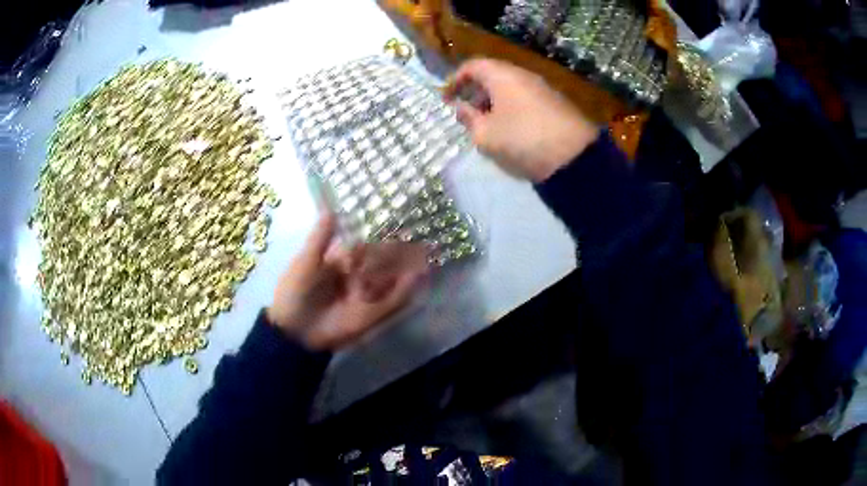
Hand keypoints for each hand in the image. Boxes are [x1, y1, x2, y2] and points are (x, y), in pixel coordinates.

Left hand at [266, 214, 427, 350]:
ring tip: (426, 254)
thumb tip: (331, 208)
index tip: (398, 226)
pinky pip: (392, 301)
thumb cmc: (296, 292)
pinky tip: (420, 276)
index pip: (365, 248)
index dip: (379, 238)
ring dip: (408, 268)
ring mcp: (366, 297)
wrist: (295, 330)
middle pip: (382, 263)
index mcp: (339, 264)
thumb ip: (321, 238)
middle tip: (419, 241)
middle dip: (399, 253)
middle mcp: (356, 279)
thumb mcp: (306, 262)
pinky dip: (406, 290)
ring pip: (390, 279)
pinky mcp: (372, 315)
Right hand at [444, 58, 598, 182]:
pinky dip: (511, 108)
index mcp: (502, 75)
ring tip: (486, 124)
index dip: (455, 80)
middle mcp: (523, 75)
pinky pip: (525, 98)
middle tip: (466, 113)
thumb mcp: (486, 135)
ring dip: (493, 102)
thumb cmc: (522, 140)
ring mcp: (542, 88)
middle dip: (475, 92)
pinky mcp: (556, 103)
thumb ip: (468, 119)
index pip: (472, 66)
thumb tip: (462, 108)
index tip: (446, 99)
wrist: (574, 156)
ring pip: (510, 88)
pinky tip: (510, 129)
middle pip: (492, 75)